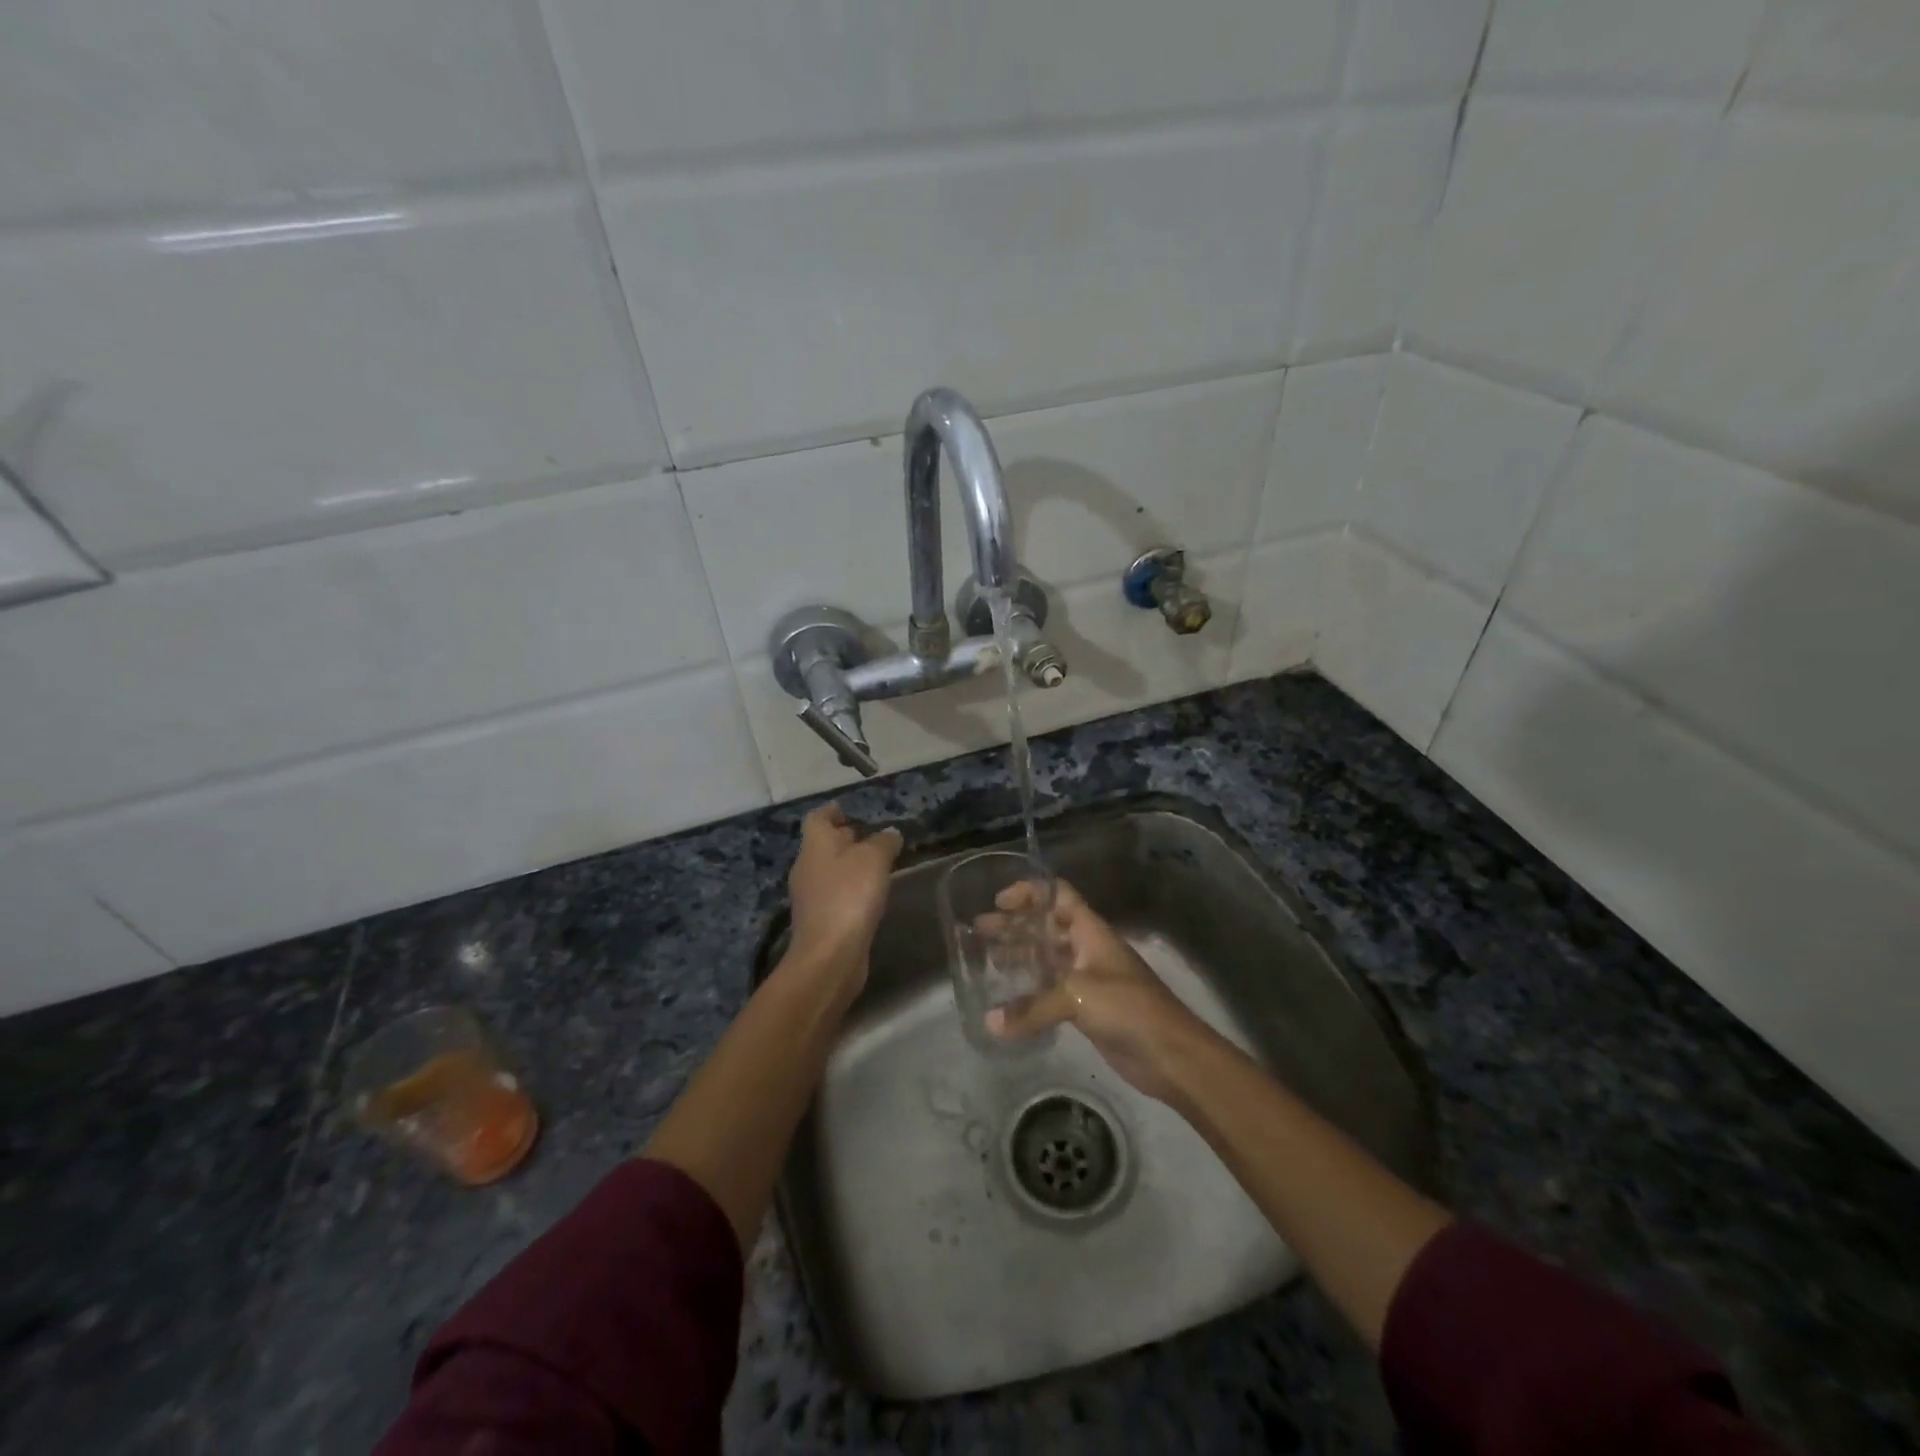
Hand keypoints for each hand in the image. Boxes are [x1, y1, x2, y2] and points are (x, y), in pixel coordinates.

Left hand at [786, 803, 903, 983]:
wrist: (830, 955)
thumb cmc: (849, 896)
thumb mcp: (874, 859)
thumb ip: (884, 842)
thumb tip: (890, 834)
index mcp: (815, 845)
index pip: (818, 818)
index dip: (833, 811)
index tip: (850, 809)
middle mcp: (807, 867)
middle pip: (824, 844)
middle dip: (846, 838)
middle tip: (874, 836)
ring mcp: (811, 896)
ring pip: (831, 870)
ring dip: (851, 865)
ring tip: (879, 865)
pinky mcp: (821, 921)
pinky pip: (836, 894)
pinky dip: (851, 889)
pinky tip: (872, 895)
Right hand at [985, 878, 1212, 1102]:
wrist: (1171, 1053)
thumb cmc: (1128, 1007)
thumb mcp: (1077, 997)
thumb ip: (1032, 1008)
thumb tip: (990, 1022)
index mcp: (1090, 931)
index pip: (1058, 895)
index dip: (1030, 892)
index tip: (998, 901)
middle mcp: (1088, 948)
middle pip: (1047, 926)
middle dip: (1015, 925)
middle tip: (979, 931)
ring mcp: (1088, 979)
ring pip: (1048, 958)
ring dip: (1020, 955)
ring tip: (987, 958)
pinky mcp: (1087, 1008)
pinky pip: (1051, 991)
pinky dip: (1030, 990)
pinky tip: (1007, 999)